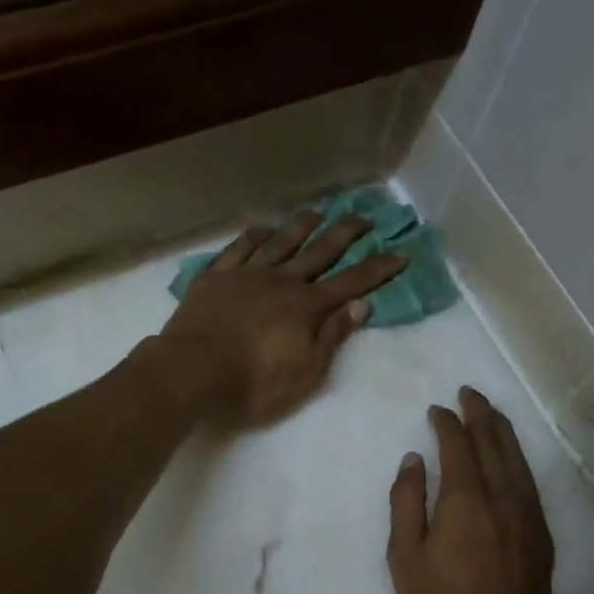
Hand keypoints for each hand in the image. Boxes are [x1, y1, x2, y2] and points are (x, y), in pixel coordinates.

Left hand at [157, 210, 404, 428]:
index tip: (401, 252)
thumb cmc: (253, 382)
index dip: (378, 269)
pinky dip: (255, 235)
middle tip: (366, 215)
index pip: (351, 283)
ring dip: (302, 225)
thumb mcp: (305, 372)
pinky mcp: (216, 277)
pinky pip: (239, 247)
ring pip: (280, 241)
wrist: (191, 371)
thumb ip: (332, 336)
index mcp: (306, 307)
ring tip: (319, 211)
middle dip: (346, 232)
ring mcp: (246, 274)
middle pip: (320, 251)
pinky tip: (263, 228)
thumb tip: (360, 305)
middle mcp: (281, 281)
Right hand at [387, 387, 556, 593]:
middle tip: (468, 394)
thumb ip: (406, 503)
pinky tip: (511, 456)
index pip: (459, 446)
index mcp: (466, 501)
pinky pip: (530, 481)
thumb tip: (413, 460)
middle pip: (494, 443)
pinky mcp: (542, 534)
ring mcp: (529, 515)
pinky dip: (518, 459)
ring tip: (490, 412)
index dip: (447, 423)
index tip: (436, 410)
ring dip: (502, 431)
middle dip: (480, 414)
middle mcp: (503, 498)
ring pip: (518, 459)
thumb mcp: (405, 559)